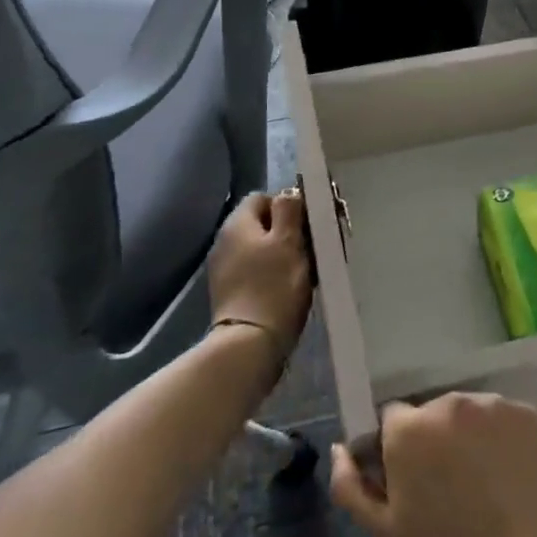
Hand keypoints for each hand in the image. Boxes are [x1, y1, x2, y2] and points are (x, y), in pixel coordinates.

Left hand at [207, 192, 311, 356]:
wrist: (249, 344)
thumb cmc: (274, 286)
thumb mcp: (289, 241)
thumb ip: (289, 209)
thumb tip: (289, 192)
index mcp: (237, 223)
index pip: (263, 197)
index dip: (288, 206)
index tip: (308, 224)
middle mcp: (224, 241)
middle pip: (262, 224)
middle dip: (288, 232)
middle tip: (312, 248)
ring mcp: (224, 268)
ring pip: (260, 248)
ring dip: (282, 254)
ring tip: (305, 271)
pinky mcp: (230, 292)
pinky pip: (255, 271)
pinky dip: (272, 274)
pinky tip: (288, 289)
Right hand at [330, 394, 536, 536]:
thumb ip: (352, 488)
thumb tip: (341, 449)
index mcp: (410, 429)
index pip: (389, 422)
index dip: (395, 456)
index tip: (408, 492)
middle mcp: (451, 403)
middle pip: (431, 416)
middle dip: (432, 447)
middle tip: (446, 499)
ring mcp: (495, 407)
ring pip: (468, 418)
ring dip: (467, 443)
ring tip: (482, 495)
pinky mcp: (531, 416)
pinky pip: (502, 422)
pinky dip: (501, 443)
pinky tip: (508, 484)